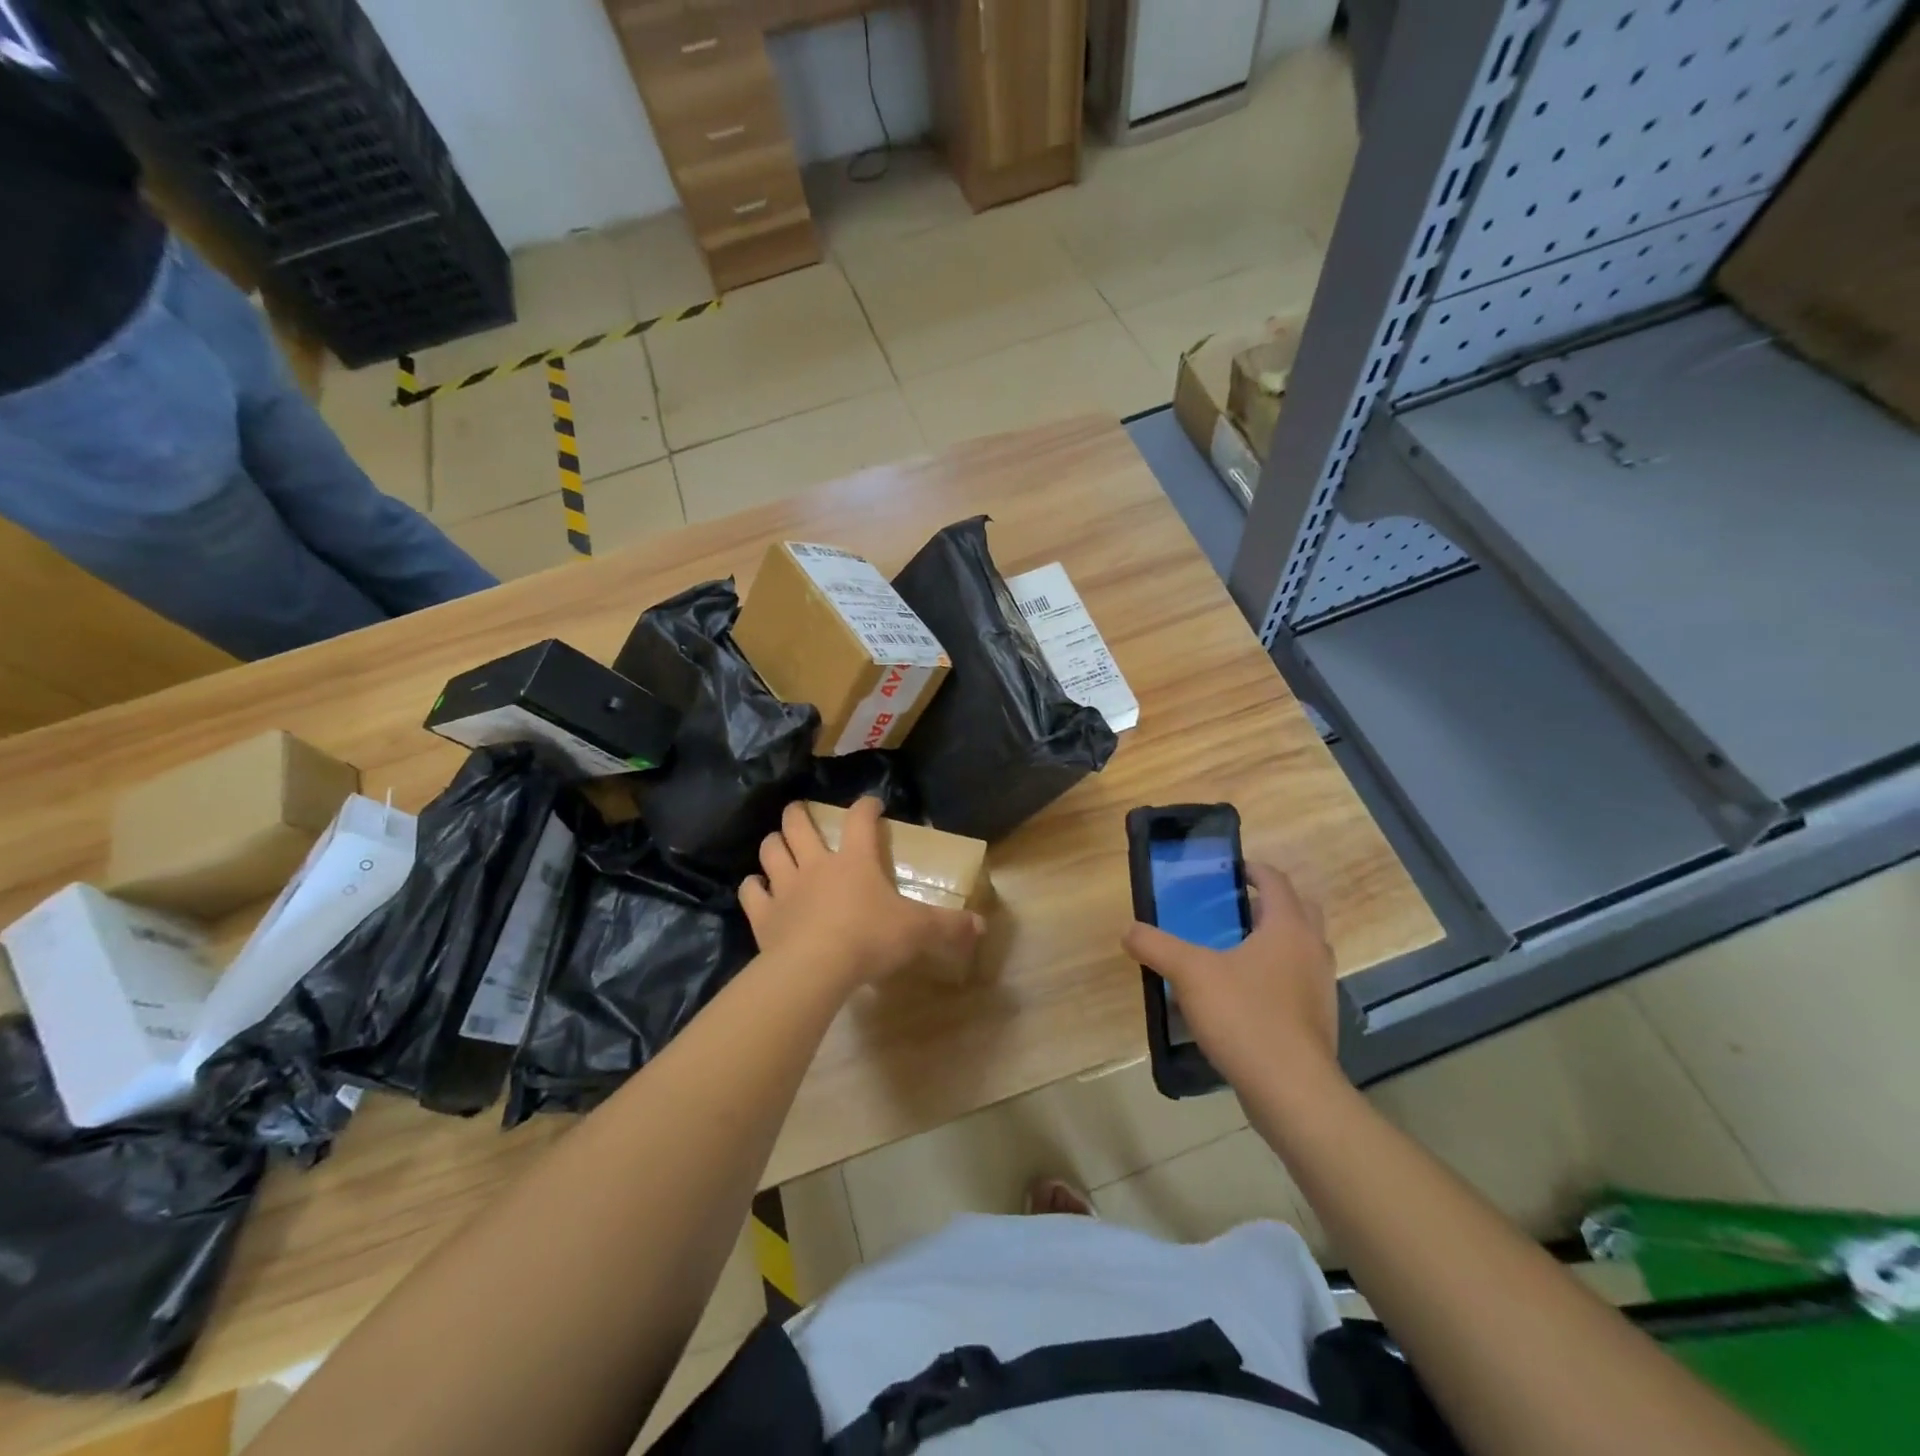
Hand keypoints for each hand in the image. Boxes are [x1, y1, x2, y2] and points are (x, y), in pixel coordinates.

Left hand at [740, 798, 983, 990]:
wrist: (815, 969)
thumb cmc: (869, 939)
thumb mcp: (917, 931)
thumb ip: (948, 926)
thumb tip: (981, 925)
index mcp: (854, 860)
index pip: (860, 819)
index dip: (866, 807)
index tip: (872, 804)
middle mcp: (816, 864)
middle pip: (799, 824)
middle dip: (800, 813)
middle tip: (802, 812)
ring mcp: (785, 887)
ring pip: (771, 850)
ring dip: (774, 844)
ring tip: (779, 844)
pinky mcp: (764, 914)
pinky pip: (751, 891)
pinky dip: (753, 887)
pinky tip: (758, 888)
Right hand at [1122, 862, 1340, 1094]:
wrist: (1292, 1090)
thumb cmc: (1244, 1016)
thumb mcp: (1189, 973)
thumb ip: (1156, 946)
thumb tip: (1128, 931)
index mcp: (1288, 928)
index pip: (1277, 881)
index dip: (1254, 870)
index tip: (1231, 871)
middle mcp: (1313, 950)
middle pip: (1300, 910)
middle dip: (1271, 903)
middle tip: (1235, 908)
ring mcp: (1321, 987)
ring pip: (1302, 948)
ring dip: (1276, 940)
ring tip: (1235, 950)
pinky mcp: (1318, 1020)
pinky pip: (1299, 982)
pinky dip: (1278, 975)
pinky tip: (1244, 996)